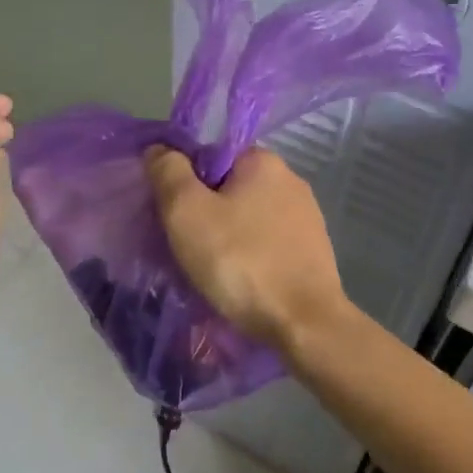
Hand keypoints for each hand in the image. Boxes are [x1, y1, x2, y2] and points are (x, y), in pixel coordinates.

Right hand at [145, 147, 349, 351]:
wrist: (303, 323)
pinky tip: (238, 282)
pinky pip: (267, 245)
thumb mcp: (187, 212)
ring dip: (226, 239)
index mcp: (263, 161)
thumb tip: (160, 149)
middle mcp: (291, 180)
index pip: (209, 156)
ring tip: (208, 271)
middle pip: (228, 188)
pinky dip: (249, 258)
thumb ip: (168, 173)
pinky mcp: (312, 251)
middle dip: (203, 214)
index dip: (182, 183)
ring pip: (247, 219)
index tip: (170, 216)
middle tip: (183, 247)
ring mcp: (306, 218)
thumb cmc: (240, 261)